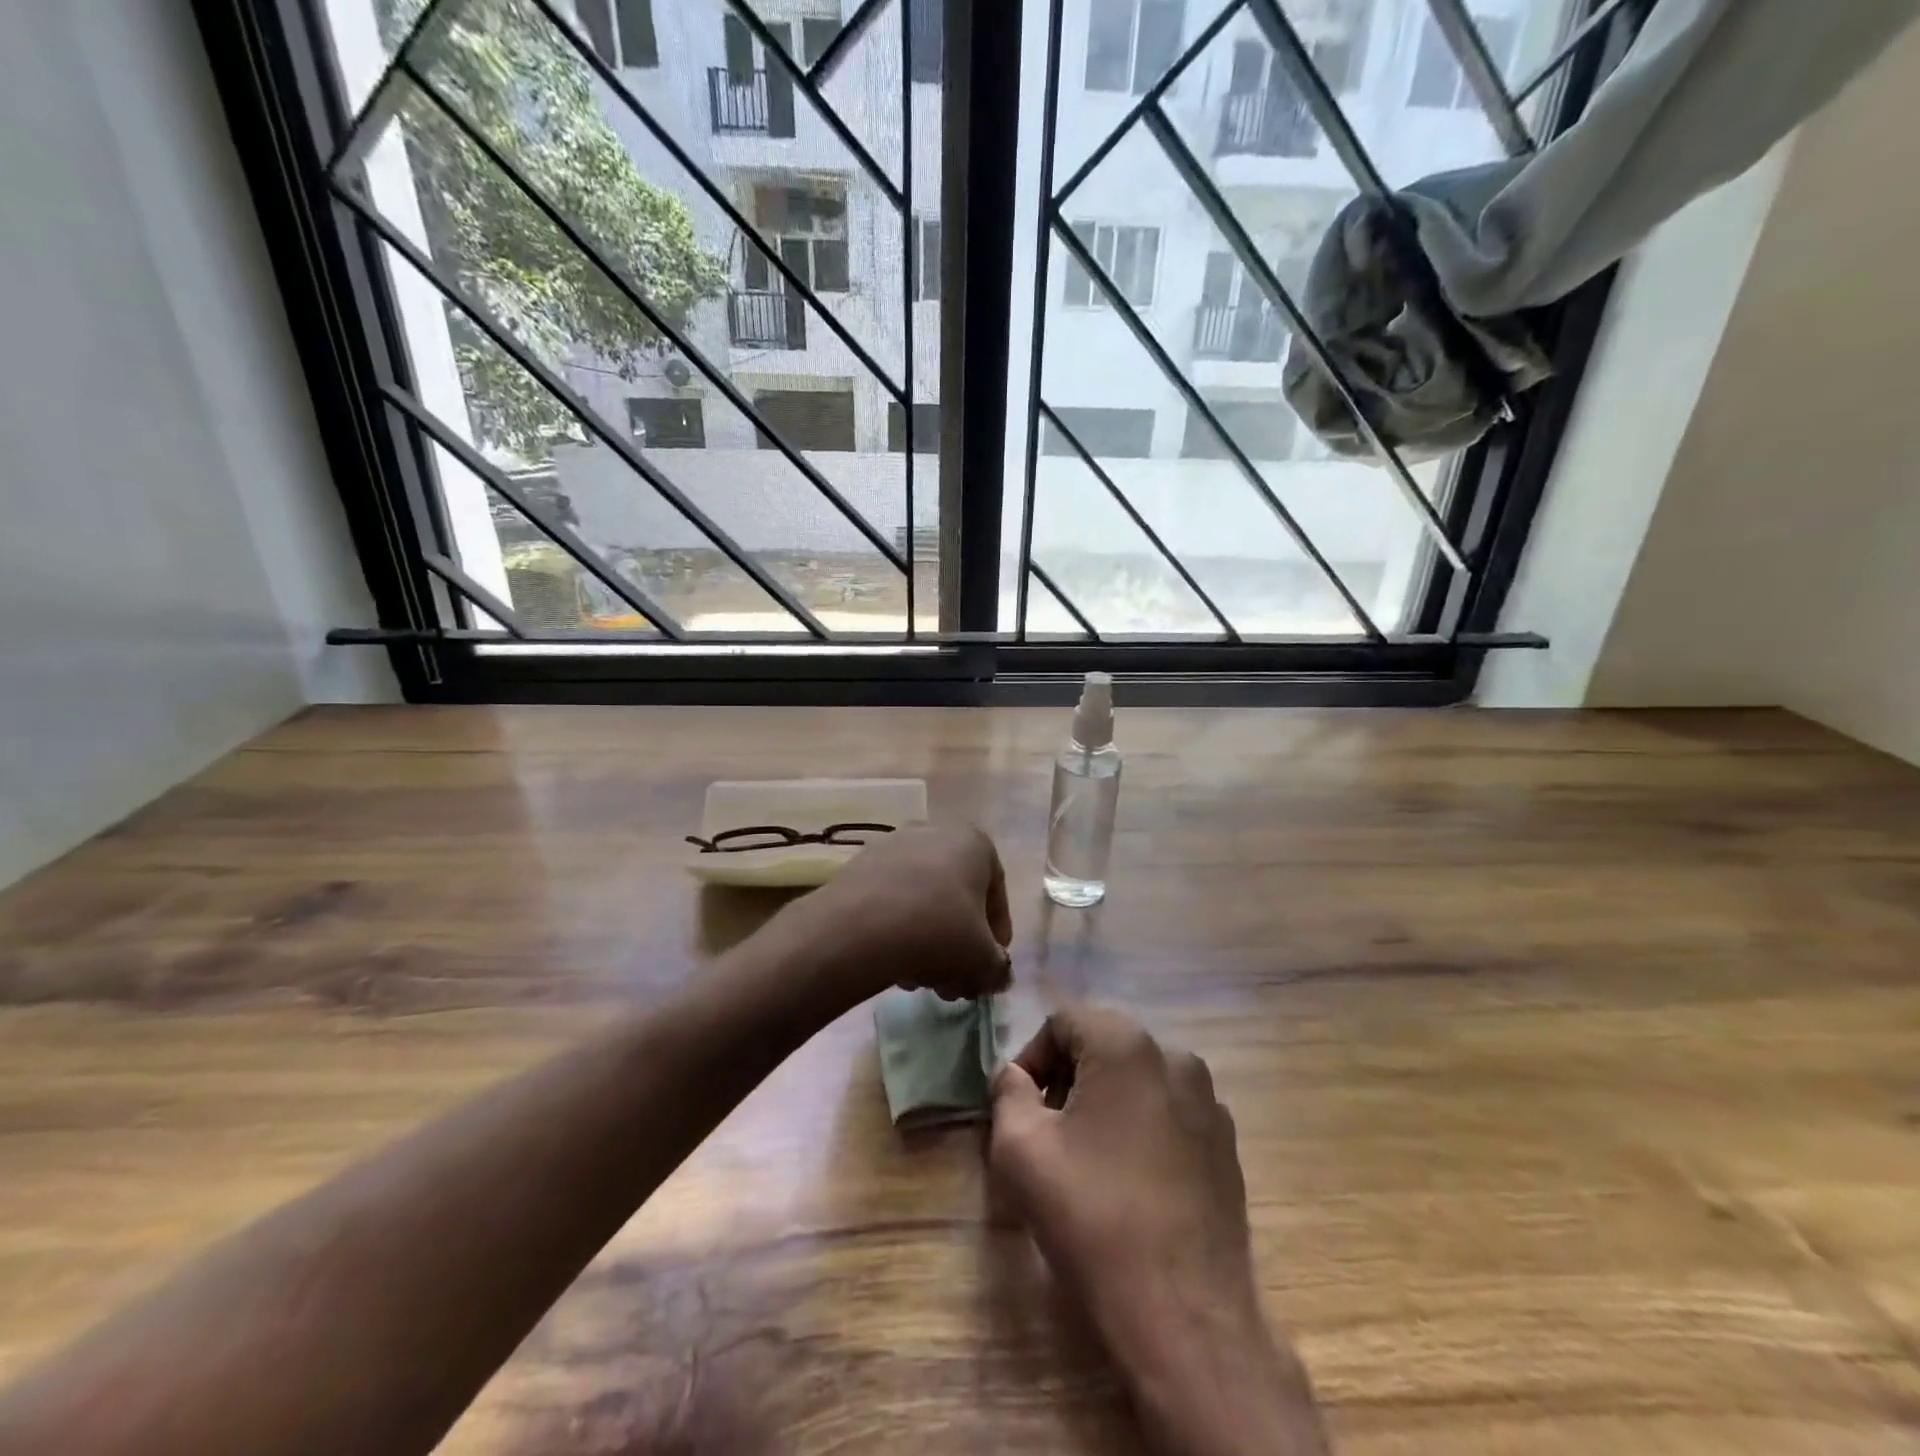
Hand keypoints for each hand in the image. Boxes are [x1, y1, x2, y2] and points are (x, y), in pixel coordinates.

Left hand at [790, 824, 1012, 1001]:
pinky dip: (899, 928)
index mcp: (975, 843)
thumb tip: (999, 976)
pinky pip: (892, 899)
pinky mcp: (860, 864)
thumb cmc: (939, 931)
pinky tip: (894, 963)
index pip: (996, 894)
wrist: (862, 926)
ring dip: (929, 939)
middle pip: (956, 897)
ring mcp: (894, 845)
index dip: (997, 936)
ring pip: (924, 899)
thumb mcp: (983, 960)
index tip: (990, 965)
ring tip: (922, 980)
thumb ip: (998, 968)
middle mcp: (936, 832)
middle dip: (959, 943)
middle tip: (954, 981)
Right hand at [989, 1004, 1326, 1455]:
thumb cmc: (1093, 1216)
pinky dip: (1142, 1128)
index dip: (1033, 1057)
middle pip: (1103, 1045)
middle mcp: (1176, 1056)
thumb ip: (1007, 1092)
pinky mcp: (1228, 1145)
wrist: (1184, 1314)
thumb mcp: (1020, 1148)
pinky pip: (1170, 1113)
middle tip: (1047, 1132)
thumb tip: (1015, 1075)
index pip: (1064, 1020)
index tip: (1021, 1107)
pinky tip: (1130, 1182)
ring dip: (1105, 1102)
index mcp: (1127, 1044)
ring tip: (1087, 1159)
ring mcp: (1210, 1101)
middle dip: (1068, 1078)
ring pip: (1138, 1079)